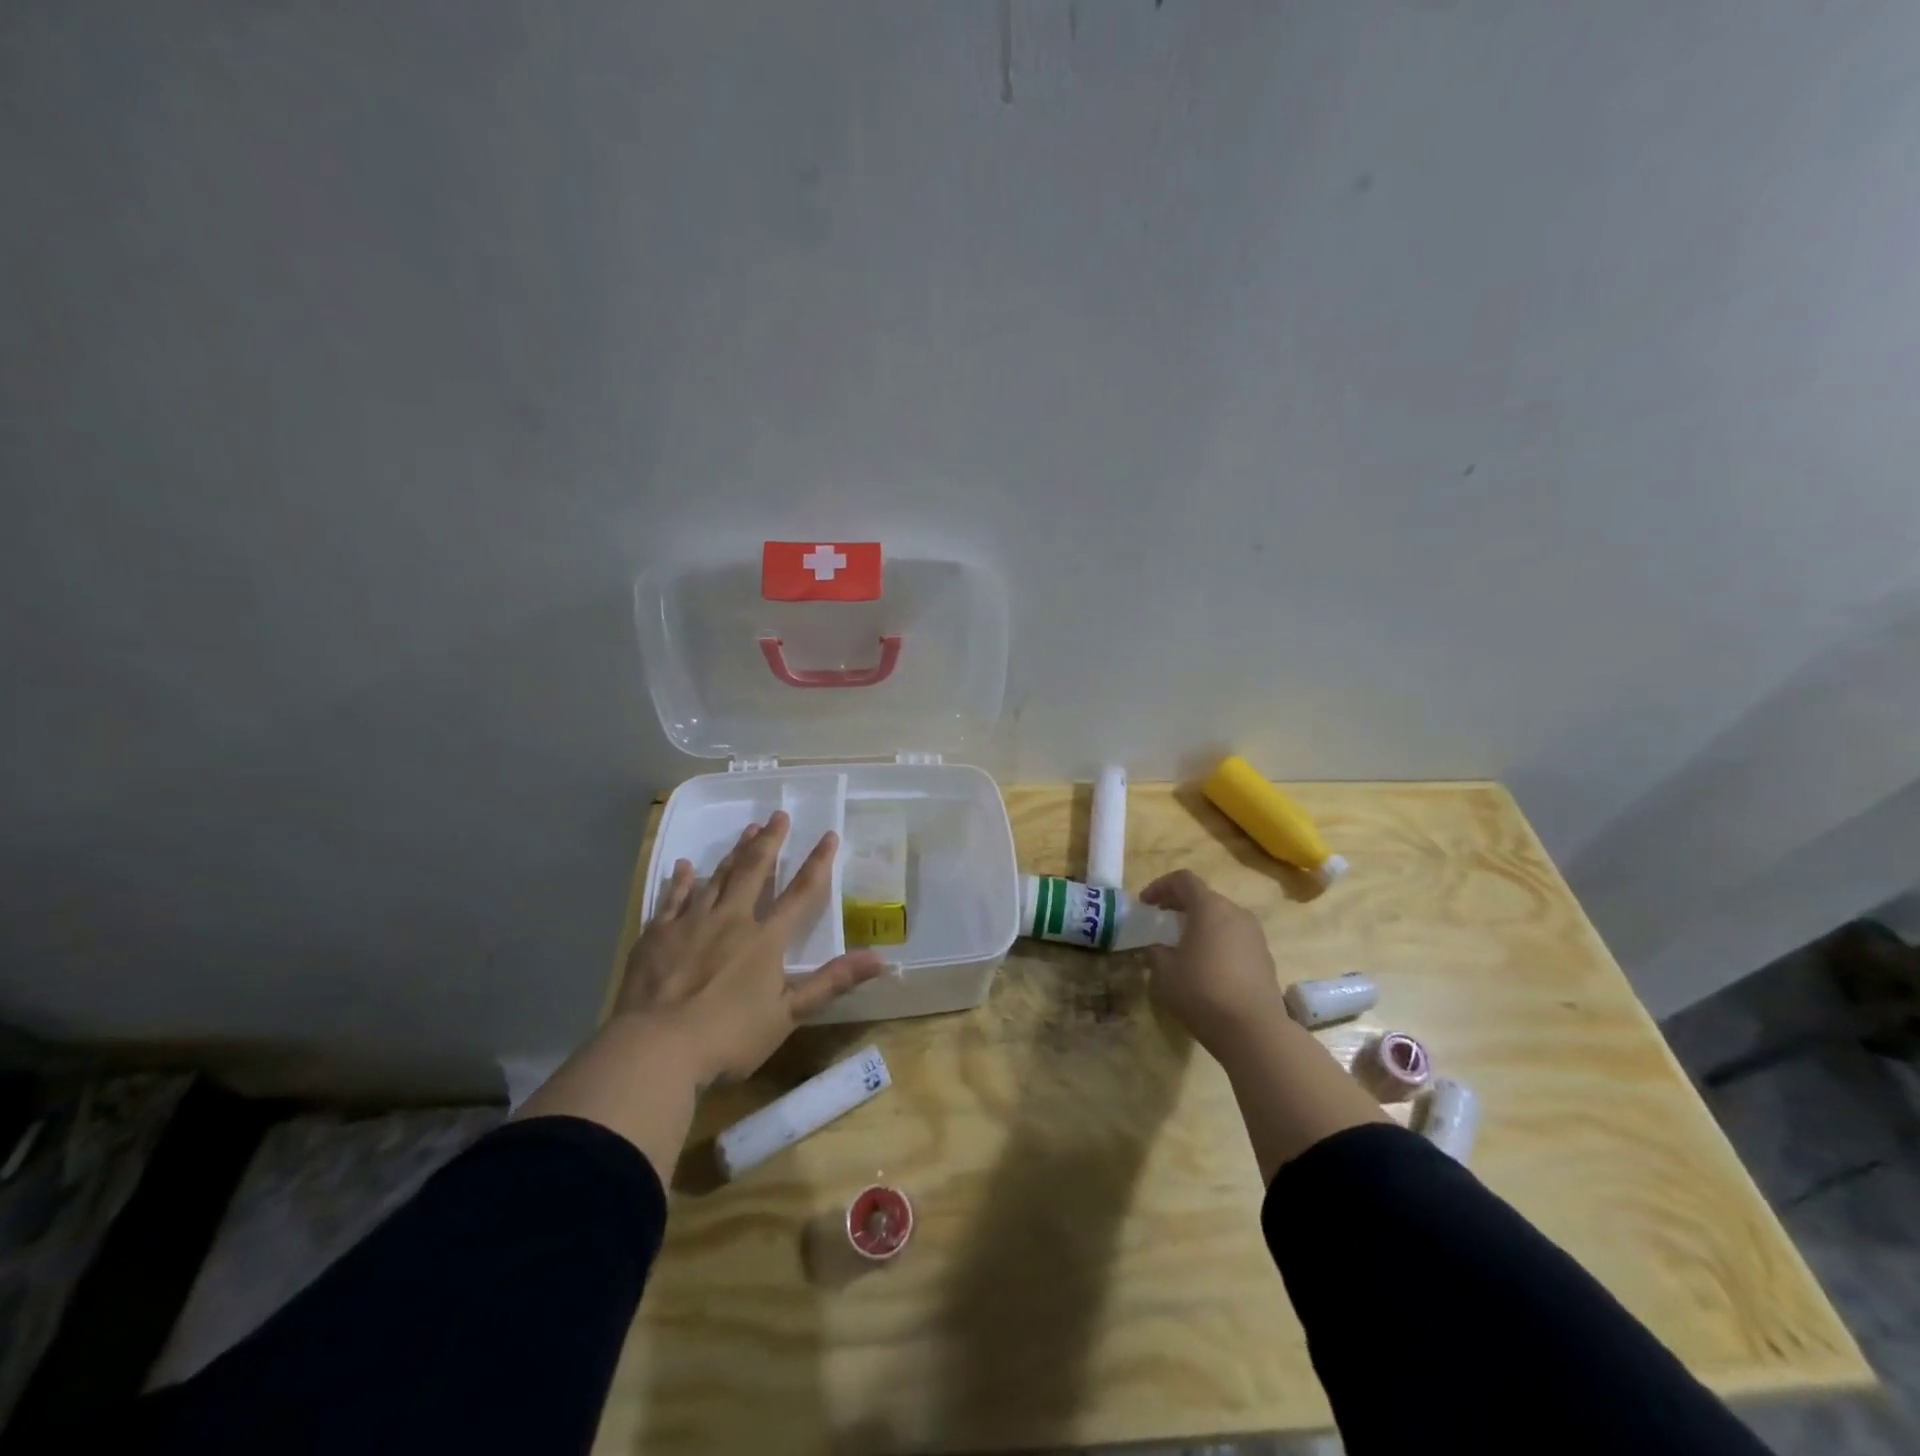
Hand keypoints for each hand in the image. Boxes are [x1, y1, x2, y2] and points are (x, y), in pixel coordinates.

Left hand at [616, 811, 889, 1087]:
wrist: (656, 1049)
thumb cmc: (728, 1037)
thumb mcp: (788, 1015)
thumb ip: (832, 982)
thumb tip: (882, 959)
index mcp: (765, 940)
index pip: (800, 893)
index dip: (817, 863)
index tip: (829, 835)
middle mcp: (731, 920)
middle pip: (755, 872)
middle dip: (770, 842)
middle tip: (778, 815)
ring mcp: (691, 923)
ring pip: (717, 877)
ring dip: (734, 852)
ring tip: (746, 829)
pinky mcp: (657, 935)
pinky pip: (672, 898)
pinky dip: (681, 880)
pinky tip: (685, 865)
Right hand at [1139, 869, 1287, 1060]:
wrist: (1254, 1030)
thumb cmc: (1202, 991)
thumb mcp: (1164, 972)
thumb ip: (1156, 952)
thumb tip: (1159, 948)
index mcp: (1209, 908)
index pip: (1183, 880)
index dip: (1160, 886)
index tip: (1145, 904)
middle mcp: (1236, 913)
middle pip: (1204, 897)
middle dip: (1180, 906)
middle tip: (1162, 923)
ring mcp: (1255, 935)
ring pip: (1222, 918)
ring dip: (1200, 925)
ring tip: (1183, 946)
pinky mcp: (1265, 957)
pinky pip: (1235, 938)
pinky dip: (1217, 942)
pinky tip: (1207, 967)